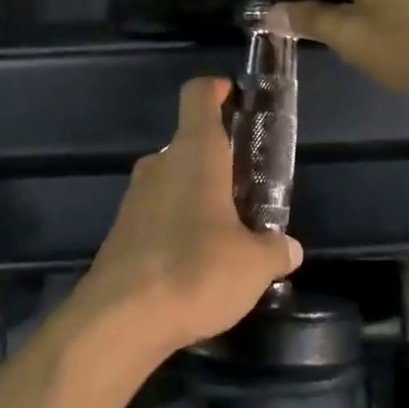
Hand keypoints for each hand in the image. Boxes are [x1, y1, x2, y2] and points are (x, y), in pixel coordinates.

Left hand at [73, 78, 302, 356]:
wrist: (120, 318)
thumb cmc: (196, 271)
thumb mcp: (253, 265)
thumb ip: (274, 250)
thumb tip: (288, 248)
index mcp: (194, 153)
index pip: (198, 95)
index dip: (217, 89)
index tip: (236, 97)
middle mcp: (160, 165)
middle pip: (190, 142)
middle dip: (219, 159)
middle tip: (248, 188)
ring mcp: (135, 197)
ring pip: (173, 180)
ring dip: (198, 195)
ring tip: (227, 231)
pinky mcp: (121, 231)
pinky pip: (157, 212)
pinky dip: (177, 223)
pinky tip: (195, 261)